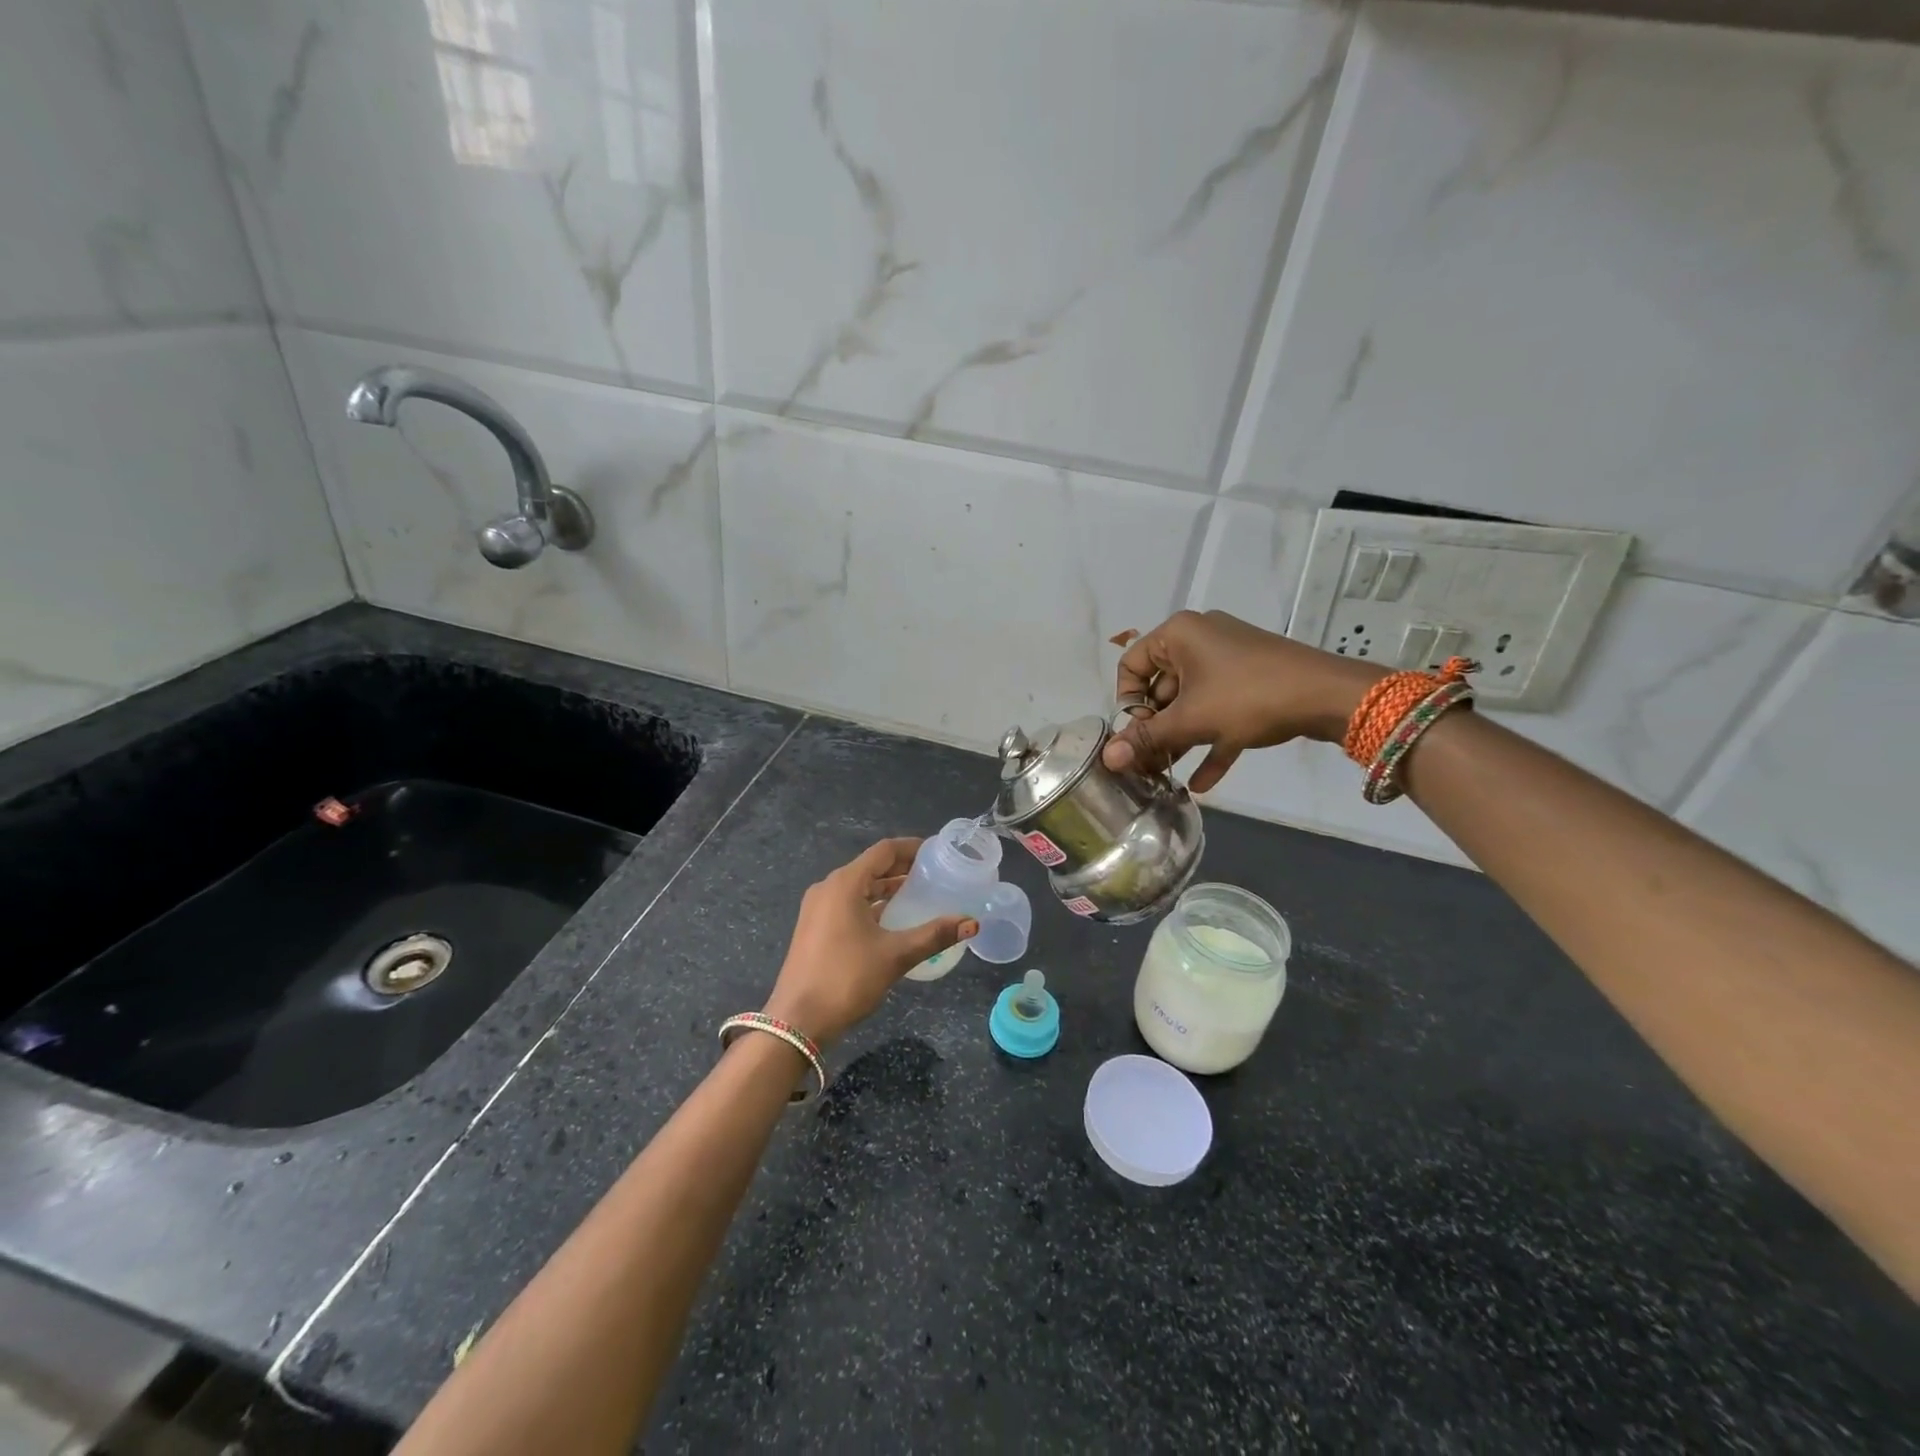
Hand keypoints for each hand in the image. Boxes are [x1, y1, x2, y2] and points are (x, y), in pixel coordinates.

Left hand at [762, 838, 977, 1045]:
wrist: (798, 1022)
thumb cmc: (846, 979)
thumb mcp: (895, 956)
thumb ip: (934, 935)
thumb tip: (972, 923)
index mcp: (844, 884)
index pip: (883, 851)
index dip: (912, 848)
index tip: (938, 852)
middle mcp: (828, 888)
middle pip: (871, 866)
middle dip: (902, 868)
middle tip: (936, 874)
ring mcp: (818, 909)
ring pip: (859, 886)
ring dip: (887, 887)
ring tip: (921, 894)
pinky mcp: (815, 928)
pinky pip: (849, 904)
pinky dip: (873, 904)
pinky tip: (893, 919)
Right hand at [1103, 610, 1385, 791]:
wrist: (1329, 696)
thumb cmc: (1248, 697)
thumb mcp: (1192, 720)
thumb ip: (1147, 739)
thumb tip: (1107, 759)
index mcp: (1180, 635)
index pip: (1131, 664)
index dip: (1128, 702)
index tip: (1137, 734)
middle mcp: (1201, 640)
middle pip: (1162, 687)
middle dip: (1155, 729)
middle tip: (1148, 763)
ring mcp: (1229, 661)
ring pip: (1191, 702)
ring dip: (1180, 739)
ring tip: (1167, 775)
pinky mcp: (1252, 682)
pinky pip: (1220, 711)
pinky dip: (1211, 740)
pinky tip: (1202, 782)